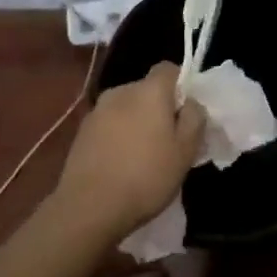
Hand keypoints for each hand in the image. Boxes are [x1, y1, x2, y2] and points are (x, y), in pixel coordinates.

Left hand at [55, 62, 207, 241]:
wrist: (88, 207)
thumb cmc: (146, 177)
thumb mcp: (185, 152)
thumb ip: (194, 119)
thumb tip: (191, 103)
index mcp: (149, 91)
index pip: (168, 69)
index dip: (181, 85)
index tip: (187, 113)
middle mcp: (121, 91)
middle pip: (147, 89)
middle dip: (159, 107)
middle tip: (169, 139)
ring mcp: (97, 111)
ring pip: (127, 108)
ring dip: (137, 122)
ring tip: (143, 155)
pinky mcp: (81, 132)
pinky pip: (109, 124)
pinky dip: (118, 136)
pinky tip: (121, 163)